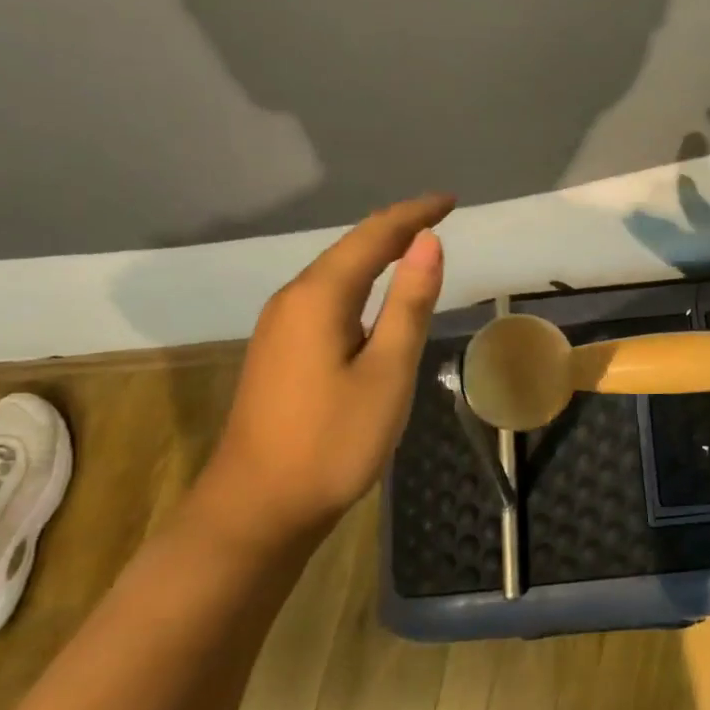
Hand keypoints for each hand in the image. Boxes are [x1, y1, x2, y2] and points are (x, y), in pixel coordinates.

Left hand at [194, 193, 453, 550]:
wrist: (258, 509)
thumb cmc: (333, 441)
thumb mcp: (387, 371)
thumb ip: (409, 302)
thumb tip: (428, 241)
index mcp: (319, 297)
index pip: (374, 236)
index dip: (414, 214)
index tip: (451, 200)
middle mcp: (293, 299)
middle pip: (350, 248)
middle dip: (395, 227)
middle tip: (439, 216)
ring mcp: (280, 326)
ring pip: (335, 272)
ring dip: (376, 252)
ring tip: (415, 243)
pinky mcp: (280, 350)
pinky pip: (326, 297)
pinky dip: (359, 281)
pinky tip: (374, 293)